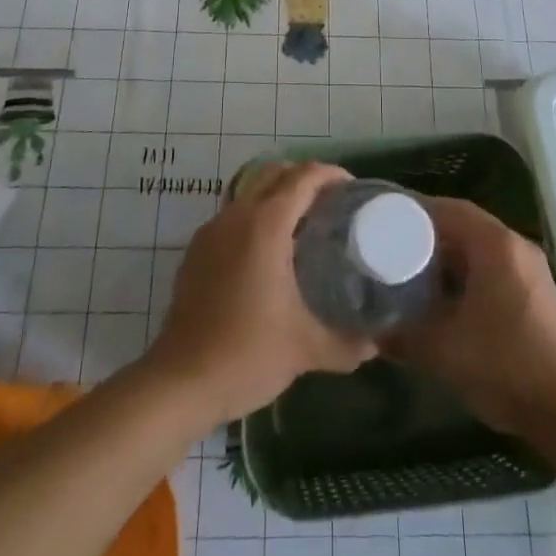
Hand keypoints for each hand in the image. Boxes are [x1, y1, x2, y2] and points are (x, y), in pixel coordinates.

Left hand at [145, 161, 374, 428]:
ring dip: (279, 195)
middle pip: (275, 174)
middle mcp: (237, 216)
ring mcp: (212, 230)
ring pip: (251, 192)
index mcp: (266, 225)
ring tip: (305, 223)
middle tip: (333, 202)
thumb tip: (375, 345)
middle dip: (305, 178)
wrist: (180, 382)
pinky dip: (257, 215)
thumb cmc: (247, 355)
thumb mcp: (306, 349)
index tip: (353, 188)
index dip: (331, 174)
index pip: (303, 178)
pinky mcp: (197, 250)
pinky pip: (234, 214)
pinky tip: (270, 251)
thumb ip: (346, 344)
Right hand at [385, 197, 555, 434]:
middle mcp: (516, 247)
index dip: (415, 212)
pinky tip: (447, 302)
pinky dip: (468, 277)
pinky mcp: (537, 296)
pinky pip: (494, 270)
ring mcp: (531, 271)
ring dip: (449, 259)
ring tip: (414, 275)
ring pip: (480, 250)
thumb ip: (403, 337)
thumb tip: (373, 334)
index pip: (450, 209)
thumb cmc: (504, 364)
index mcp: (495, 244)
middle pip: (466, 226)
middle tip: (394, 249)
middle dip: (429, 237)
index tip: (386, 222)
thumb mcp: (443, 350)